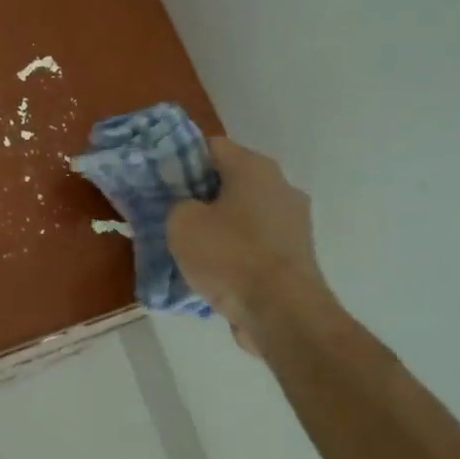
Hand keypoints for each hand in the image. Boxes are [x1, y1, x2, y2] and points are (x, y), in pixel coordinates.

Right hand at [167, 136, 328, 352]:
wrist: (282, 312)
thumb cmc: (229, 256)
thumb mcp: (181, 223)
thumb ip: (178, 205)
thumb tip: (188, 209)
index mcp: (254, 167)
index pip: (211, 146)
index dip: (182, 159)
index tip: (162, 181)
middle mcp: (280, 186)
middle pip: (231, 181)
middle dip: (201, 196)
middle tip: (172, 215)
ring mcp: (294, 222)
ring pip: (245, 215)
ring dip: (220, 227)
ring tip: (191, 250)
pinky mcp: (297, 256)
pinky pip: (257, 244)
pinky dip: (238, 253)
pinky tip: (216, 273)